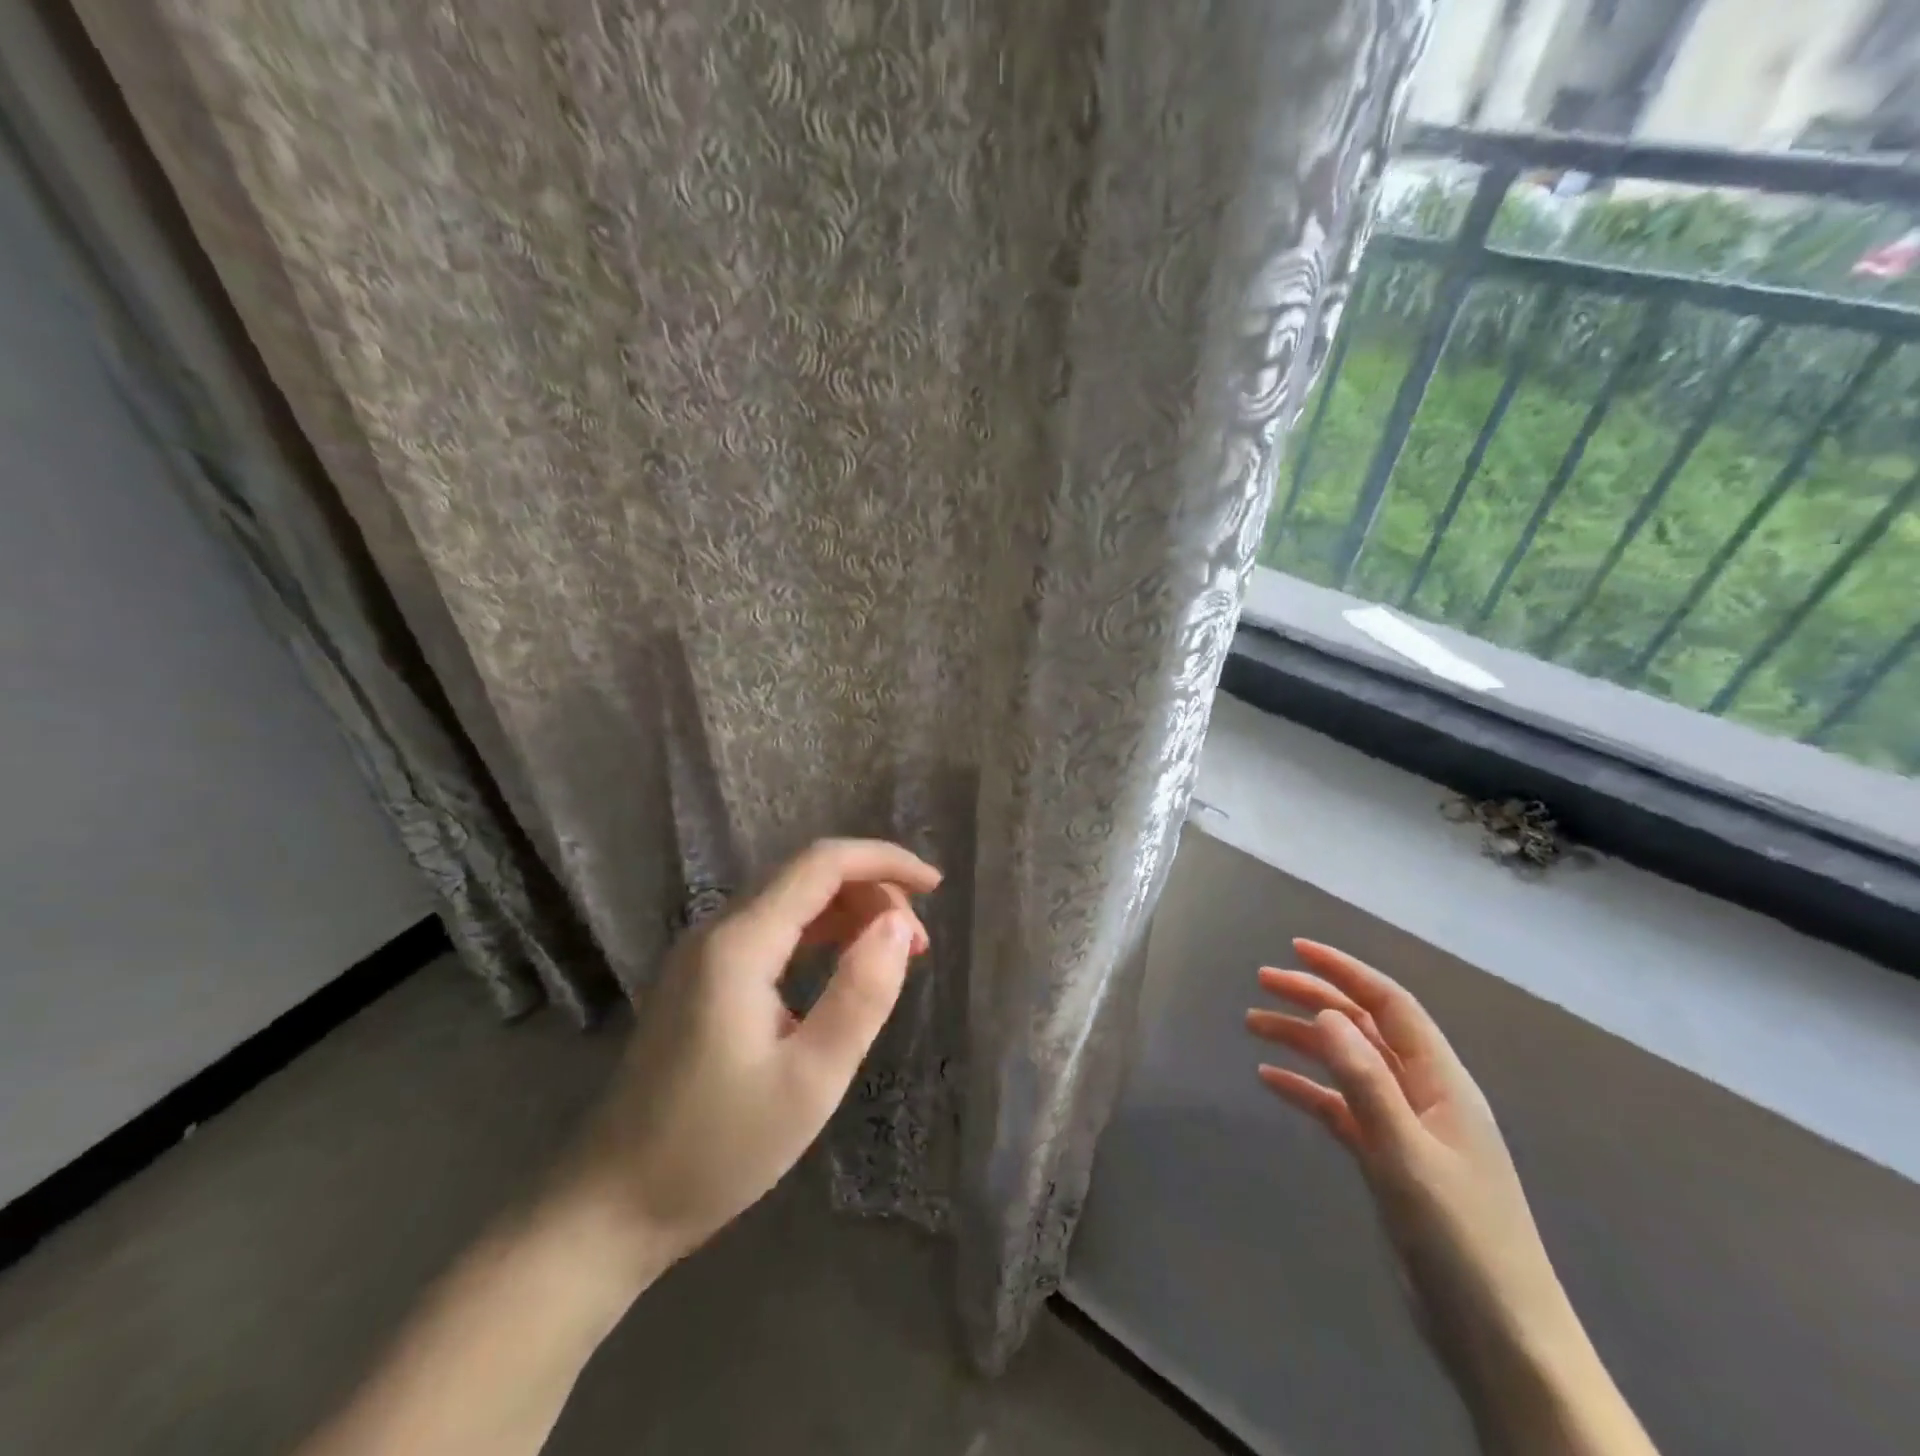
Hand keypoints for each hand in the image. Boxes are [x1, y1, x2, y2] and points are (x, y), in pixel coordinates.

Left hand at [556, 838, 939, 1281]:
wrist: (612, 1206)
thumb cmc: (718, 1149)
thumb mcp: (810, 1080)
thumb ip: (861, 995)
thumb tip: (899, 923)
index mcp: (740, 944)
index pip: (822, 864)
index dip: (884, 862)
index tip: (937, 886)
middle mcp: (718, 931)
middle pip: (807, 877)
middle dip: (873, 892)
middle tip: (918, 946)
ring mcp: (704, 954)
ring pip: (791, 902)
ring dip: (850, 913)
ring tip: (895, 956)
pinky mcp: (702, 979)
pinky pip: (772, 932)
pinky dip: (820, 936)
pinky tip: (844, 969)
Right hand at [1246, 941, 1576, 1391]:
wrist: (1502, 1341)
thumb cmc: (1461, 1240)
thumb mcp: (1406, 1153)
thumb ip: (1366, 1080)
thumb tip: (1327, 1012)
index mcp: (1442, 1082)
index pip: (1390, 1004)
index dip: (1345, 970)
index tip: (1296, 948)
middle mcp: (1425, 1094)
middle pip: (1364, 1028)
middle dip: (1314, 998)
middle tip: (1261, 982)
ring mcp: (1408, 1128)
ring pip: (1348, 1065)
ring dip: (1303, 1041)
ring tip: (1252, 1025)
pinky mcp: (1390, 1161)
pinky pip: (1341, 1107)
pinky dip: (1307, 1089)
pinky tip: (1270, 1082)